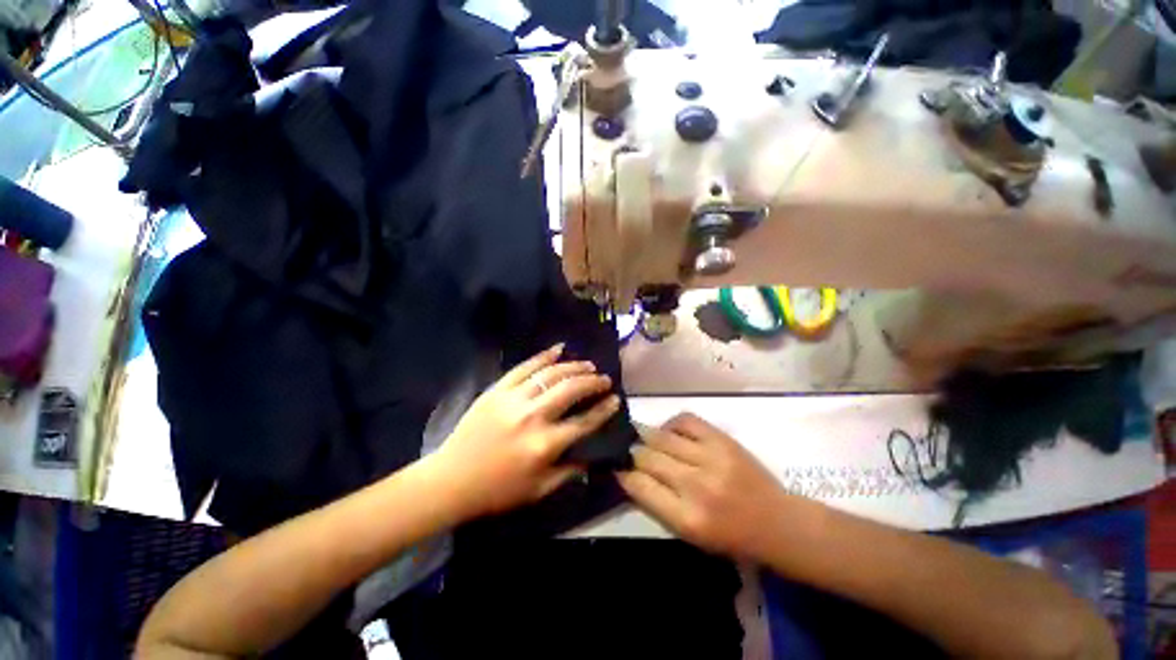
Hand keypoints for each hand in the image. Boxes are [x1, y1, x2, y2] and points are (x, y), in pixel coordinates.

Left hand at [431, 344, 619, 520]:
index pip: (585, 421)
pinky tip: (558, 349)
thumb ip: (569, 472)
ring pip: (551, 374)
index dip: (604, 409)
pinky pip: (524, 366)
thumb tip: (592, 455)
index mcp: (545, 445)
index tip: (616, 399)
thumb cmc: (497, 490)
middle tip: (603, 379)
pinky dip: (543, 356)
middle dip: (593, 382)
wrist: (450, 480)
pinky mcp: (497, 389)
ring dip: (573, 366)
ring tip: (588, 365)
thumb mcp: (538, 490)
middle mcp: (532, 416)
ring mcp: (513, 399)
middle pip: (571, 390)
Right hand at [618, 413, 786, 559]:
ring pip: (662, 436)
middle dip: (632, 453)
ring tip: (646, 439)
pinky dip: (672, 424)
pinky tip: (671, 432)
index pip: (638, 485)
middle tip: (629, 451)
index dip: (623, 473)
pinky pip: (685, 420)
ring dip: (648, 437)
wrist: (777, 522)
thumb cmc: (730, 536)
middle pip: (647, 456)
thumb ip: (657, 504)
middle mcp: (696, 485)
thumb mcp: (689, 534)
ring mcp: (711, 458)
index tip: (617, 466)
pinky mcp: (723, 439)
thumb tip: (630, 473)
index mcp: (686, 519)